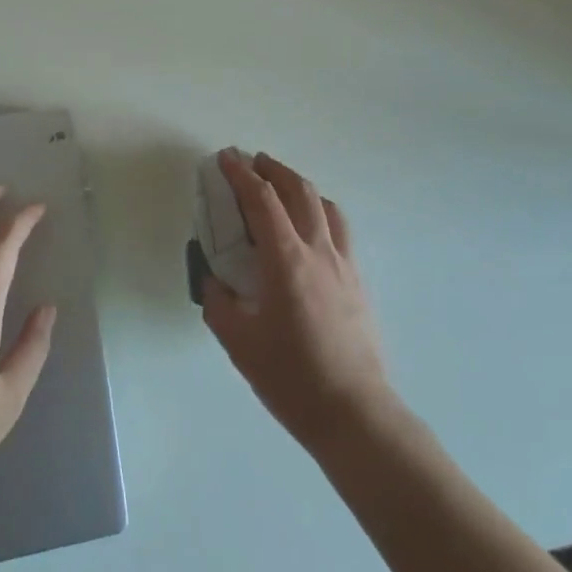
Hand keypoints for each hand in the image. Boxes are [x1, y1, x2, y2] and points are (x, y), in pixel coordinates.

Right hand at [203, 150, 395, 453]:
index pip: (262, 200)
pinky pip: (339, 228)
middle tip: (252, 162)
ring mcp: (344, 263)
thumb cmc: (292, 379)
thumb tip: (213, 279)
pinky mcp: (358, 280)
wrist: (355, 414)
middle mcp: (319, 250)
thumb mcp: (239, 344)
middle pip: (298, 190)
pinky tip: (310, 228)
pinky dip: (319, 211)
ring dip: (299, 186)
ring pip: (324, 205)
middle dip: (273, 169)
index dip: (241, 174)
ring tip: (282, 187)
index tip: (226, 157)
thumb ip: (219, 303)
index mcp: (286, 260)